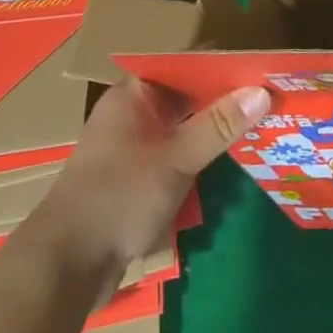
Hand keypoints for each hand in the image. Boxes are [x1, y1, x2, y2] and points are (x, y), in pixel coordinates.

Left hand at [22, 80, 268, 290]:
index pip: (184, 64)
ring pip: (181, 127)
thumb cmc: (117, 197)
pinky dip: (197, 156)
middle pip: (184, 96)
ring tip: (258, 124)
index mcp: (133, 94)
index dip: (220, 64)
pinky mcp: (133, 179)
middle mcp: (131, 113)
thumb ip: (219, 125)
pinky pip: (174, 155)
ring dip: (212, 129)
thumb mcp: (176, 159)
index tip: (259, 66)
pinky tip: (228, 160)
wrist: (63, 268)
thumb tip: (263, 90)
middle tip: (268, 95)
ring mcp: (130, 147)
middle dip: (222, 99)